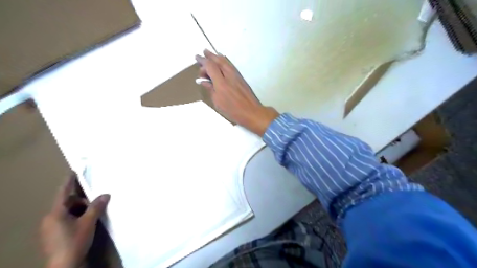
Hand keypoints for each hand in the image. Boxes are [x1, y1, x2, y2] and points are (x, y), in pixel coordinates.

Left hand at [40, 173, 109, 267]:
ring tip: (93, 216)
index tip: (74, 171)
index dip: (69, 181)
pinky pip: (67, 219)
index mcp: (55, 213)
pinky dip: (77, 217)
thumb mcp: (88, 222)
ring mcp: (51, 227)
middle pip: (68, 203)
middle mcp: (50, 218)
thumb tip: (106, 194)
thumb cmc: (74, 241)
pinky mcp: (54, 235)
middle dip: (82, 201)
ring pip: (68, 212)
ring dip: (81, 210)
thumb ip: (97, 206)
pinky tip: (87, 223)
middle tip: (96, 205)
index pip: (63, 193)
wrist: (64, 265)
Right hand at [196, 49, 279, 135]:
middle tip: (204, 52)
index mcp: (221, 82)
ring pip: (226, 62)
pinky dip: (225, 61)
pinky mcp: (241, 78)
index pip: (210, 66)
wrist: (251, 111)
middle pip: (219, 61)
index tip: (197, 57)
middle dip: (210, 56)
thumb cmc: (232, 110)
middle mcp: (229, 75)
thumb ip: (210, 89)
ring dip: (218, 57)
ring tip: (213, 54)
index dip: (203, 61)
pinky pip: (231, 65)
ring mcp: (236, 75)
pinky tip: (223, 62)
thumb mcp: (218, 102)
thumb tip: (204, 81)